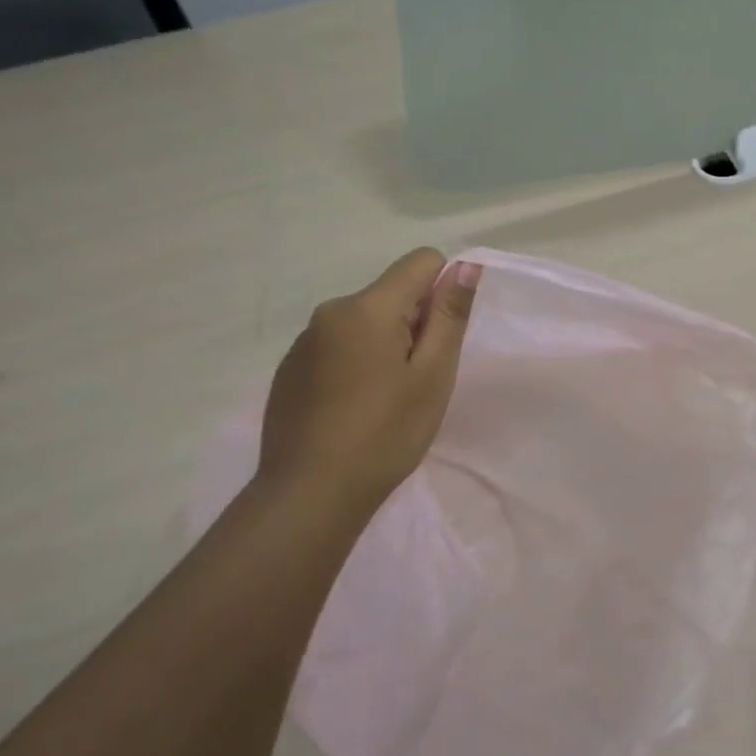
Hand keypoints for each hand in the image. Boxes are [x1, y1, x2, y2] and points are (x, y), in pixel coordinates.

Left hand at [257, 248, 480, 518]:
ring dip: (385, 345)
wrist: (309, 494)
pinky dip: (356, 364)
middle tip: (418, 380)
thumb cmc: (385, 433)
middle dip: (414, 323)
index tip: (441, 340)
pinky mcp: (290, 370)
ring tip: (385, 400)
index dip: (444, 291)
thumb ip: (450, 315)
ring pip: (364, 322)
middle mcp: (331, 311)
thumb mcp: (433, 374)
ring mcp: (304, 341)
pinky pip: (337, 347)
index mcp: (368, 307)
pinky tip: (354, 410)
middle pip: (392, 294)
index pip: (422, 261)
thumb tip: (465, 266)